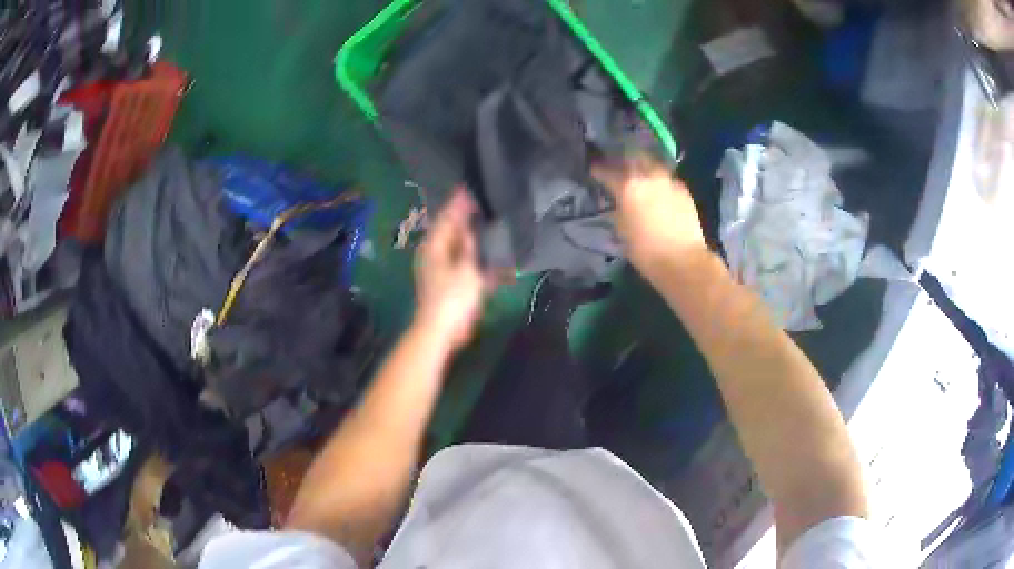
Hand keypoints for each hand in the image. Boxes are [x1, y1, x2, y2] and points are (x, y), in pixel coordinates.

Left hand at [413, 190, 492, 351]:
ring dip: (473, 239)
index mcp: (434, 248)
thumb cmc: (452, 298)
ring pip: (459, 248)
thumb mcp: (465, 269)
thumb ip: (469, 246)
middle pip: (452, 232)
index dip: (458, 204)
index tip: (469, 188)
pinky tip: (490, 257)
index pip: (446, 218)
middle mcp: (435, 255)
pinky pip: (464, 265)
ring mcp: (442, 270)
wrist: (442, 332)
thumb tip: (469, 226)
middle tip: (483, 203)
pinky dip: (475, 260)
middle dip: (466, 219)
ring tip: (490, 226)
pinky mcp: (451, 284)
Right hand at [593, 155, 707, 274]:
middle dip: (624, 160)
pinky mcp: (683, 189)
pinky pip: (667, 178)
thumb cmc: (645, 251)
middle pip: (633, 157)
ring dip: (643, 166)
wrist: (683, 260)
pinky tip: (658, 189)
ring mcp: (668, 180)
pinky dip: (659, 180)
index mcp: (627, 185)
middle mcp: (648, 176)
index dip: (598, 170)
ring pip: (652, 164)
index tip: (593, 170)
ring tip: (639, 175)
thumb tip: (617, 202)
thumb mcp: (621, 230)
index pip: (607, 170)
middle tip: (618, 167)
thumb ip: (617, 210)